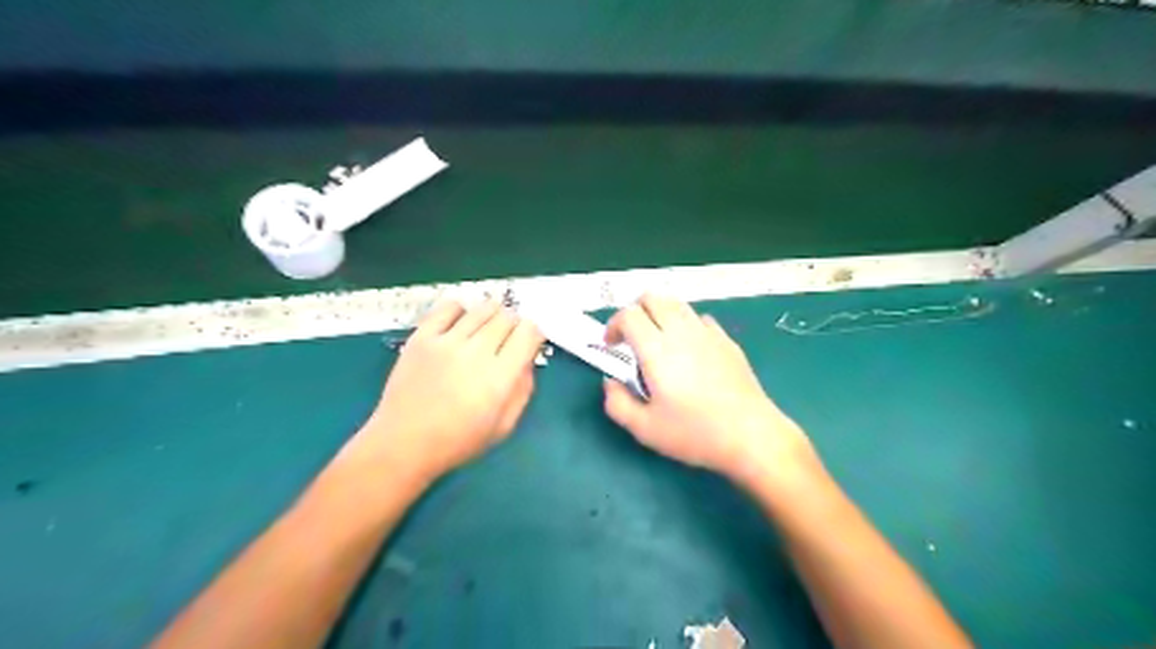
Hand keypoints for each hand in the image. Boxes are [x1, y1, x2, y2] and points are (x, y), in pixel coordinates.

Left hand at [349, 298, 545, 481]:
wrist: (403, 443)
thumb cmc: (458, 441)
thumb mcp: (504, 426)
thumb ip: (523, 390)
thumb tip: (527, 359)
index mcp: (500, 377)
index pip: (529, 332)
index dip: (533, 334)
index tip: (528, 343)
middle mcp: (476, 352)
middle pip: (507, 317)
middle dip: (514, 324)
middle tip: (507, 338)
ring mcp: (447, 342)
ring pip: (482, 308)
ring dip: (492, 314)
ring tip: (486, 329)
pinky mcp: (422, 337)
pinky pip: (449, 307)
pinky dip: (461, 309)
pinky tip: (461, 323)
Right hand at [600, 293, 816, 486]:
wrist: (750, 435)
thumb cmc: (694, 433)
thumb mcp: (644, 429)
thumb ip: (617, 403)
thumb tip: (611, 382)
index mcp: (657, 349)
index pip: (628, 314)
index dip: (613, 325)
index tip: (612, 346)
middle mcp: (681, 332)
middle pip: (652, 297)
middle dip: (635, 311)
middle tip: (631, 338)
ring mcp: (708, 333)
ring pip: (677, 304)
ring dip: (659, 314)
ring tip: (658, 343)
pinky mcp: (727, 341)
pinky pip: (700, 319)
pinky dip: (685, 325)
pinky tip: (688, 351)